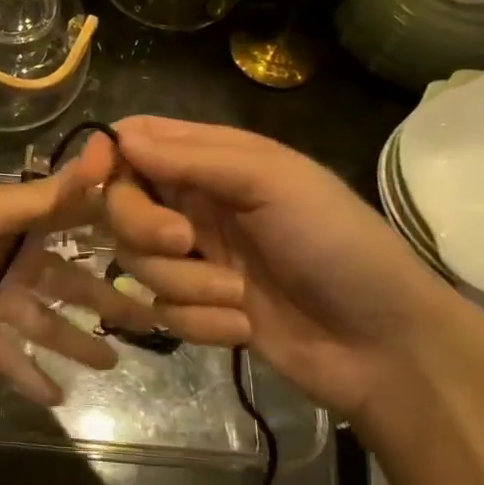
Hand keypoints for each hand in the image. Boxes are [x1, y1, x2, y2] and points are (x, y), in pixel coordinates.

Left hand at [0, 133, 158, 405]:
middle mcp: (6, 253)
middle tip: (152, 318)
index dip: (116, 233)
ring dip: (76, 341)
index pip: (74, 222)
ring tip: (115, 362)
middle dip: (106, 298)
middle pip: (67, 279)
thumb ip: (47, 196)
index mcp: (13, 216)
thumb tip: (106, 150)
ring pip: (43, 321)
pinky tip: (61, 398)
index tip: (165, 246)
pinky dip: (31, 375)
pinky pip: (7, 355)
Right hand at [103, 115, 483, 420]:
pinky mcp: (197, 309)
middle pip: (122, 203)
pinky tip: (244, 328)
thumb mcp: (272, 182)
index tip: (98, 179)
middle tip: (185, 242)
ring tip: (237, 298)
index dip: (107, 155)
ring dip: (185, 284)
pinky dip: (199, 321)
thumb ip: (193, 157)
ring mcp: (194, 259)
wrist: (386, 347)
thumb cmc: (337, 244)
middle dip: (144, 226)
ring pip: (137, 261)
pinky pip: (162, 309)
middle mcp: (194, 203)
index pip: (136, 140)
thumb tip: (118, 137)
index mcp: (213, 160)